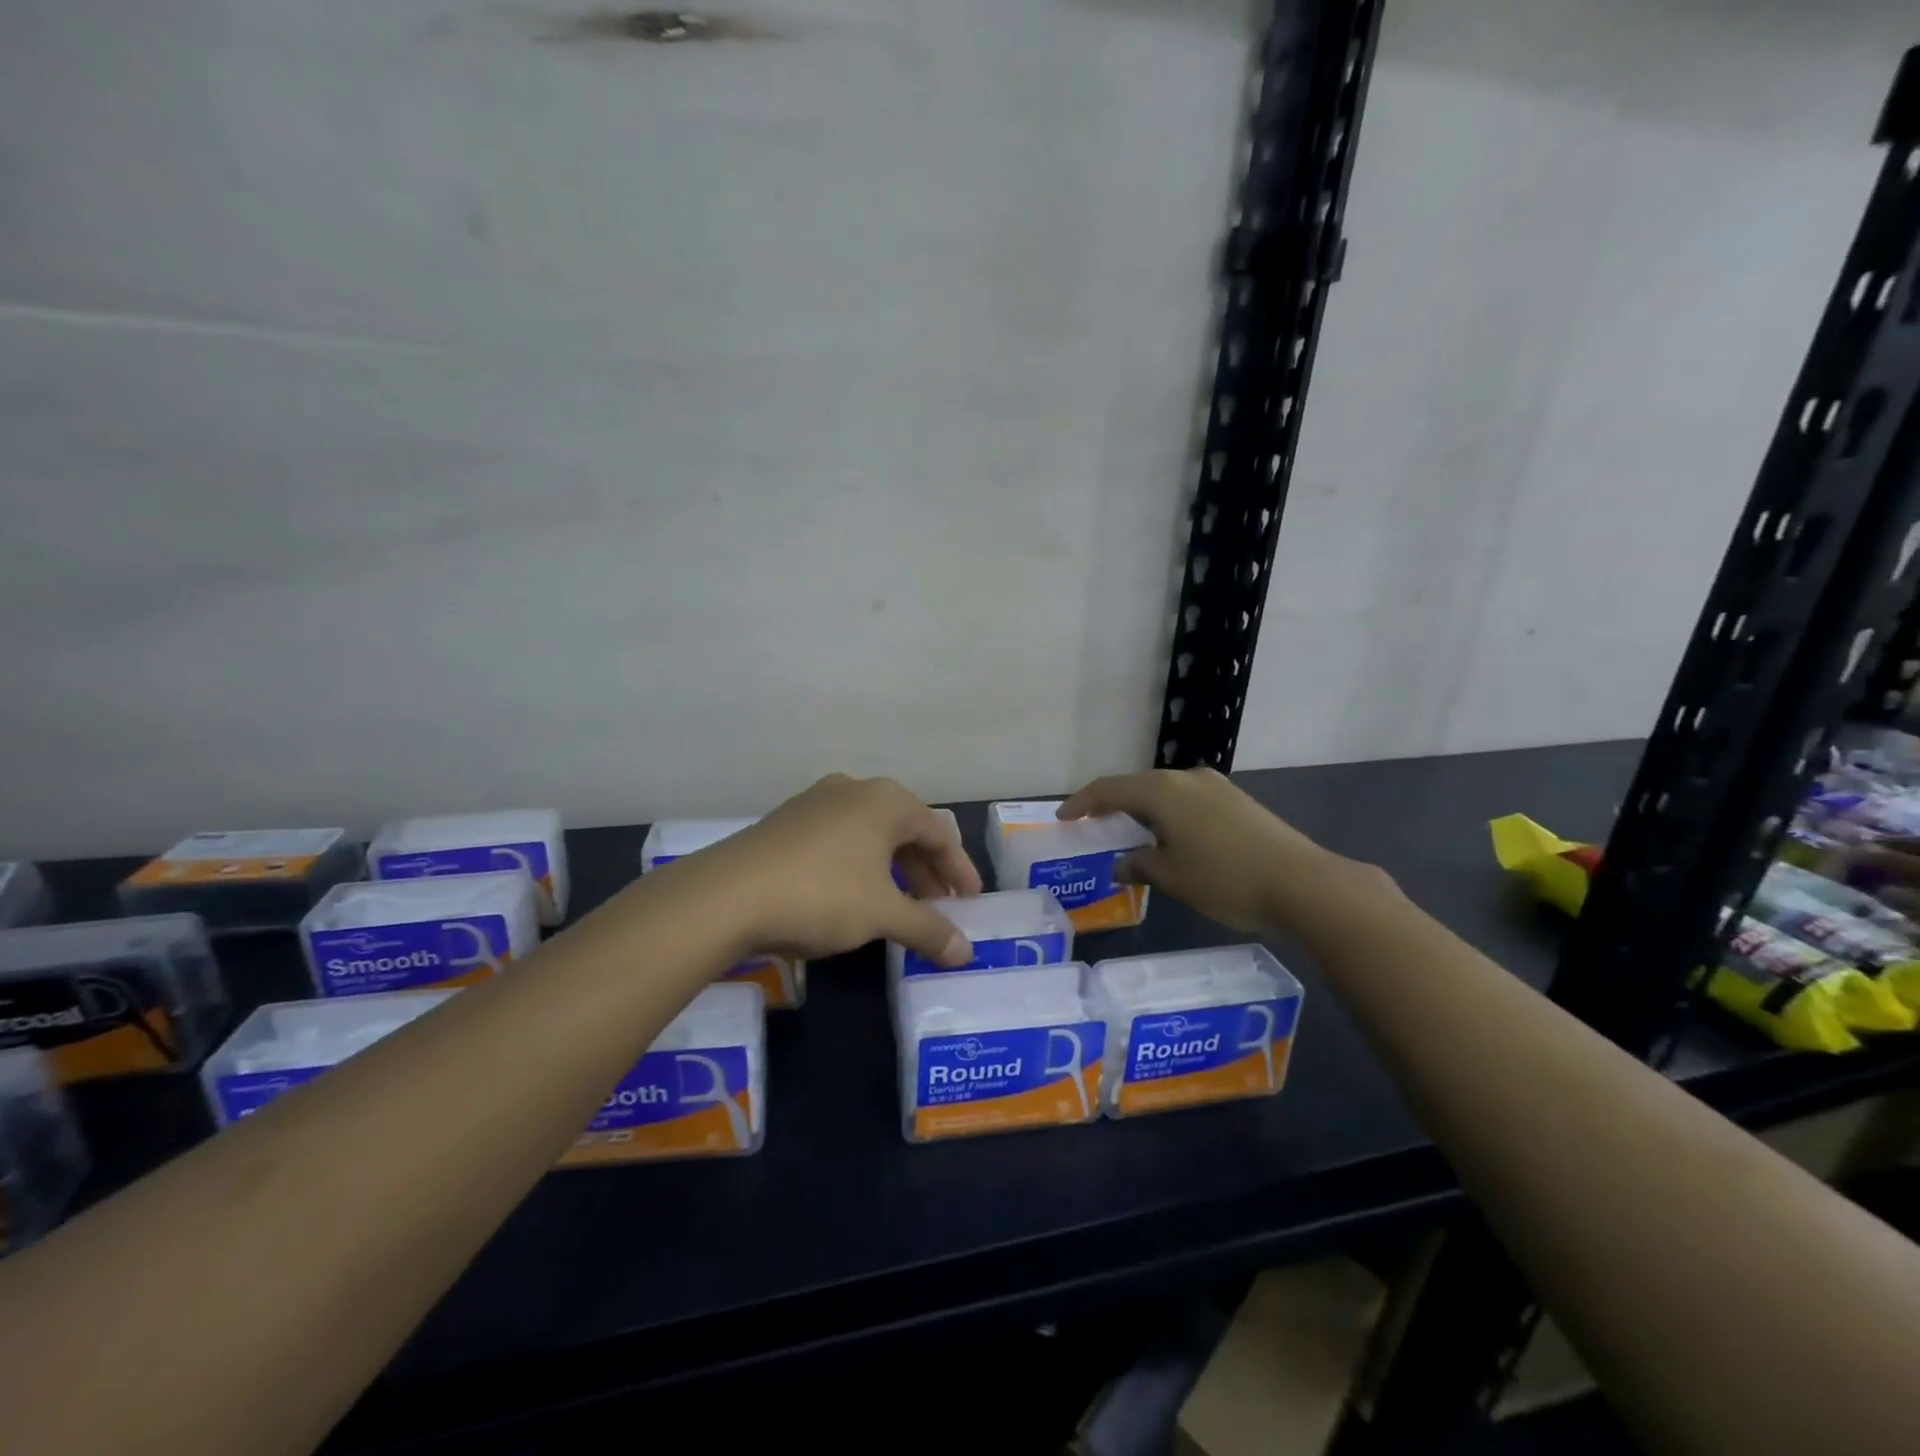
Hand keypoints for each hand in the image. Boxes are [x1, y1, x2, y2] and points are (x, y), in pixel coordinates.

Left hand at [699, 774, 982, 965]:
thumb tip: (966, 953)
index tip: (972, 902)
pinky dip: (860, 868)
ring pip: (871, 837)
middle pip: (905, 832)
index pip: (939, 833)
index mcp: (886, 801)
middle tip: (941, 908)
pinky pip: (840, 842)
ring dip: (893, 872)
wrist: (727, 895)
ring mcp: (816, 803)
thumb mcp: (882, 914)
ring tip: (902, 907)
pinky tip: (854, 897)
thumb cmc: (822, 893)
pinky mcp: (787, 823)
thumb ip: (928, 929)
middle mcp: (854, 791)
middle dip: (927, 873)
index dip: (959, 870)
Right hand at [1059, 767, 1365, 933]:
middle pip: (1138, 785)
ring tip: (1130, 833)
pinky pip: (1188, 801)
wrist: (1302, 884)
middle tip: (1093, 824)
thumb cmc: (1225, 879)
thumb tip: (1121, 864)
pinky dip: (1169, 814)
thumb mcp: (1172, 877)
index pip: (1109, 789)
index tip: (1063, 817)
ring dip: (1143, 809)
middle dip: (1112, 804)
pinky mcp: (1237, 801)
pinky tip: (1171, 837)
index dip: (1082, 802)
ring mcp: (1216, 787)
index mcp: (1163, 791)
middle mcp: (1187, 778)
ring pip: (1165, 792)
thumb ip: (1140, 865)